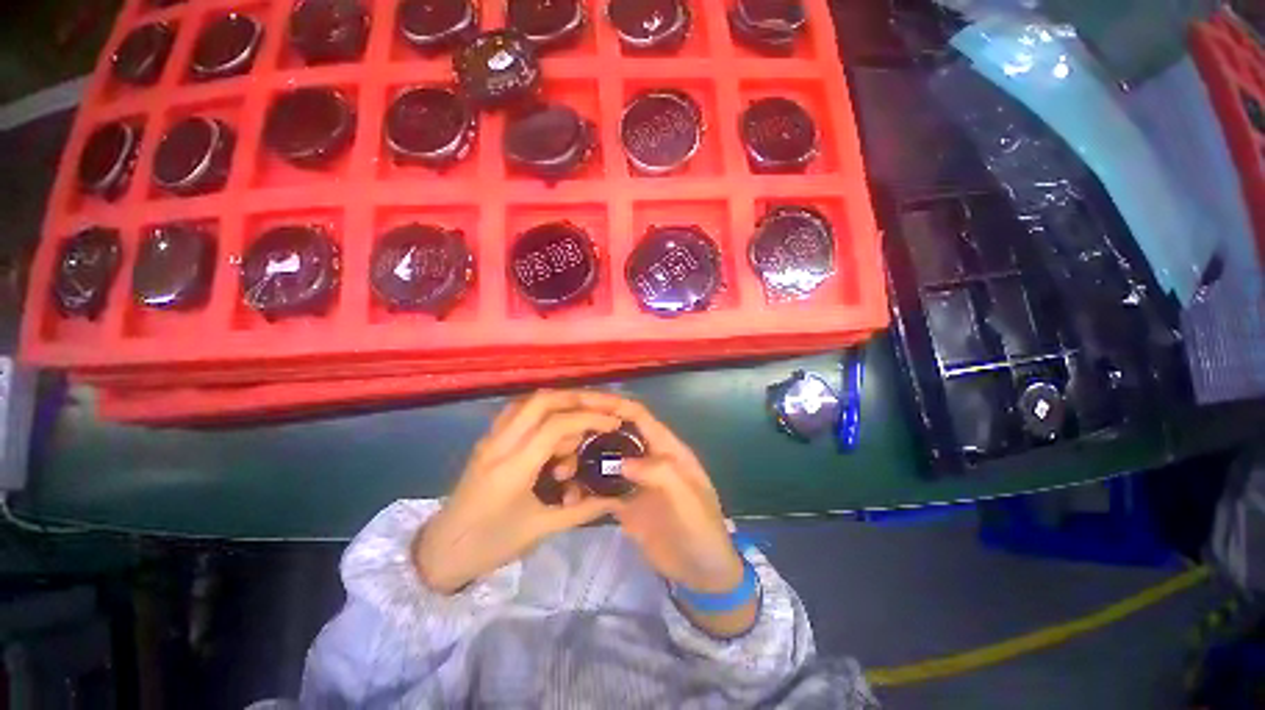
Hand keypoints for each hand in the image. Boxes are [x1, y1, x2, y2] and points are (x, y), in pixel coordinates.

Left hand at [414, 390, 624, 593]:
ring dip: (563, 401)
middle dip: (579, 398)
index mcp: (513, 468)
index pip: (555, 426)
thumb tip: (617, 497)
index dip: (589, 418)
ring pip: (530, 401)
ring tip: (587, 416)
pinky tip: (560, 425)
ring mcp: (491, 438)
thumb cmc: (490, 545)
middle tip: (606, 407)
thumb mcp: (541, 529)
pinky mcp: (490, 439)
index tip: (614, 422)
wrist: (441, 551)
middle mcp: (500, 443)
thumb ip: (583, 510)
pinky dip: (545, 410)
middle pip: (542, 400)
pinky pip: (520, 411)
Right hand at [573, 393, 753, 635]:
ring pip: (606, 459)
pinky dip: (585, 488)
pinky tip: (568, 493)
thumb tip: (622, 462)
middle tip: (561, 433)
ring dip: (585, 458)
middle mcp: (649, 458)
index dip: (615, 405)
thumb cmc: (702, 530)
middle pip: (617, 433)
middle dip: (592, 428)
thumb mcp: (688, 499)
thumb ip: (661, 474)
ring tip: (559, 464)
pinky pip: (601, 489)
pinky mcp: (626, 503)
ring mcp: (635, 481)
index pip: (639, 417)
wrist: (702, 573)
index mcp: (667, 449)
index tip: (585, 401)